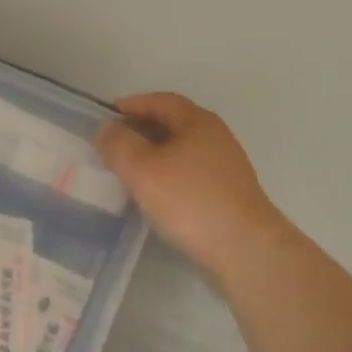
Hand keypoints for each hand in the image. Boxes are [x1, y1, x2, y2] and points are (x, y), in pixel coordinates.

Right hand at [96, 92, 303, 289]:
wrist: (245, 251)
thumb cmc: (190, 201)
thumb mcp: (142, 169)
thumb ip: (119, 144)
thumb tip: (107, 127)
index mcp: (197, 122)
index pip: (160, 101)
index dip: (131, 104)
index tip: (106, 117)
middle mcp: (216, 138)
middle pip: (173, 124)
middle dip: (141, 129)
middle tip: (113, 144)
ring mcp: (225, 167)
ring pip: (181, 150)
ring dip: (154, 155)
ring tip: (128, 170)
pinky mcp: (228, 195)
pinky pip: (190, 174)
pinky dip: (168, 175)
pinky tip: (155, 195)